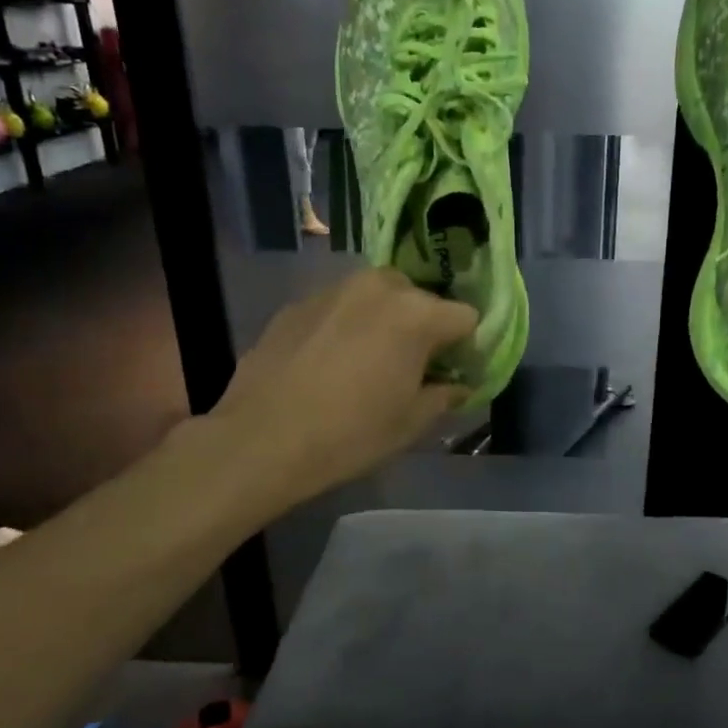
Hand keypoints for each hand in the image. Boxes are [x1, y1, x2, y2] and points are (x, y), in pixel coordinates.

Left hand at [209, 267, 475, 505]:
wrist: (261, 440)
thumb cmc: (350, 434)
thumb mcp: (411, 422)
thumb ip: (445, 395)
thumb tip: (459, 386)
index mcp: (416, 313)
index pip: (465, 317)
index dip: (466, 346)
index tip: (454, 372)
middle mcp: (378, 287)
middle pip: (420, 299)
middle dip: (423, 327)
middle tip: (411, 366)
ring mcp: (333, 290)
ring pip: (377, 298)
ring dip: (383, 322)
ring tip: (367, 362)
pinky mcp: (297, 304)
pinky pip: (339, 308)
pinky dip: (345, 327)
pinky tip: (328, 364)